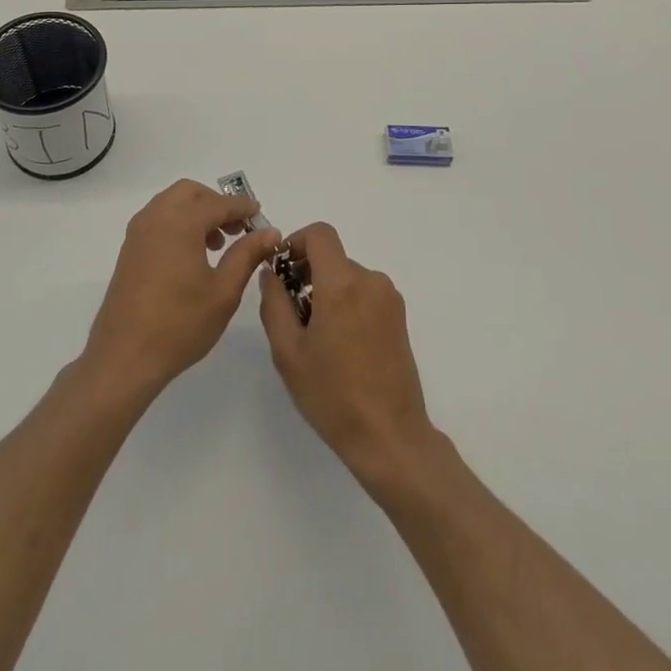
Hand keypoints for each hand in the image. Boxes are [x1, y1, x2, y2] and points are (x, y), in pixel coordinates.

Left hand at [83, 179, 281, 397]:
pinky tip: (191, 255)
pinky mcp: (128, 251)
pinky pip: (157, 220)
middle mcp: (155, 218)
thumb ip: (248, 255)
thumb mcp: (224, 291)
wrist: (124, 358)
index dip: (242, 208)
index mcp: (181, 223)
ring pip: (171, 203)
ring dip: (196, 212)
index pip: (218, 203)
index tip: (261, 217)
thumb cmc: (180, 324)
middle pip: (190, 192)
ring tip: (217, 244)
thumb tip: (270, 232)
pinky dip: (178, 223)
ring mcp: (137, 233)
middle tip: (237, 228)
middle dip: (216, 203)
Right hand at [259, 222, 435, 487]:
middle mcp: (371, 280)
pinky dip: (346, 303)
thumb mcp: (288, 352)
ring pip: (348, 277)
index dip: (296, 242)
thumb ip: (274, 303)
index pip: (320, 234)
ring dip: (327, 291)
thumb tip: (271, 273)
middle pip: (332, 258)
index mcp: (342, 283)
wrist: (389, 435)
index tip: (282, 270)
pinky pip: (365, 293)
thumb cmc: (332, 395)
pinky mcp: (399, 316)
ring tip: (315, 337)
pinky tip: (339, 345)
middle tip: (292, 314)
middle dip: (307, 274)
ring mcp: (389, 298)